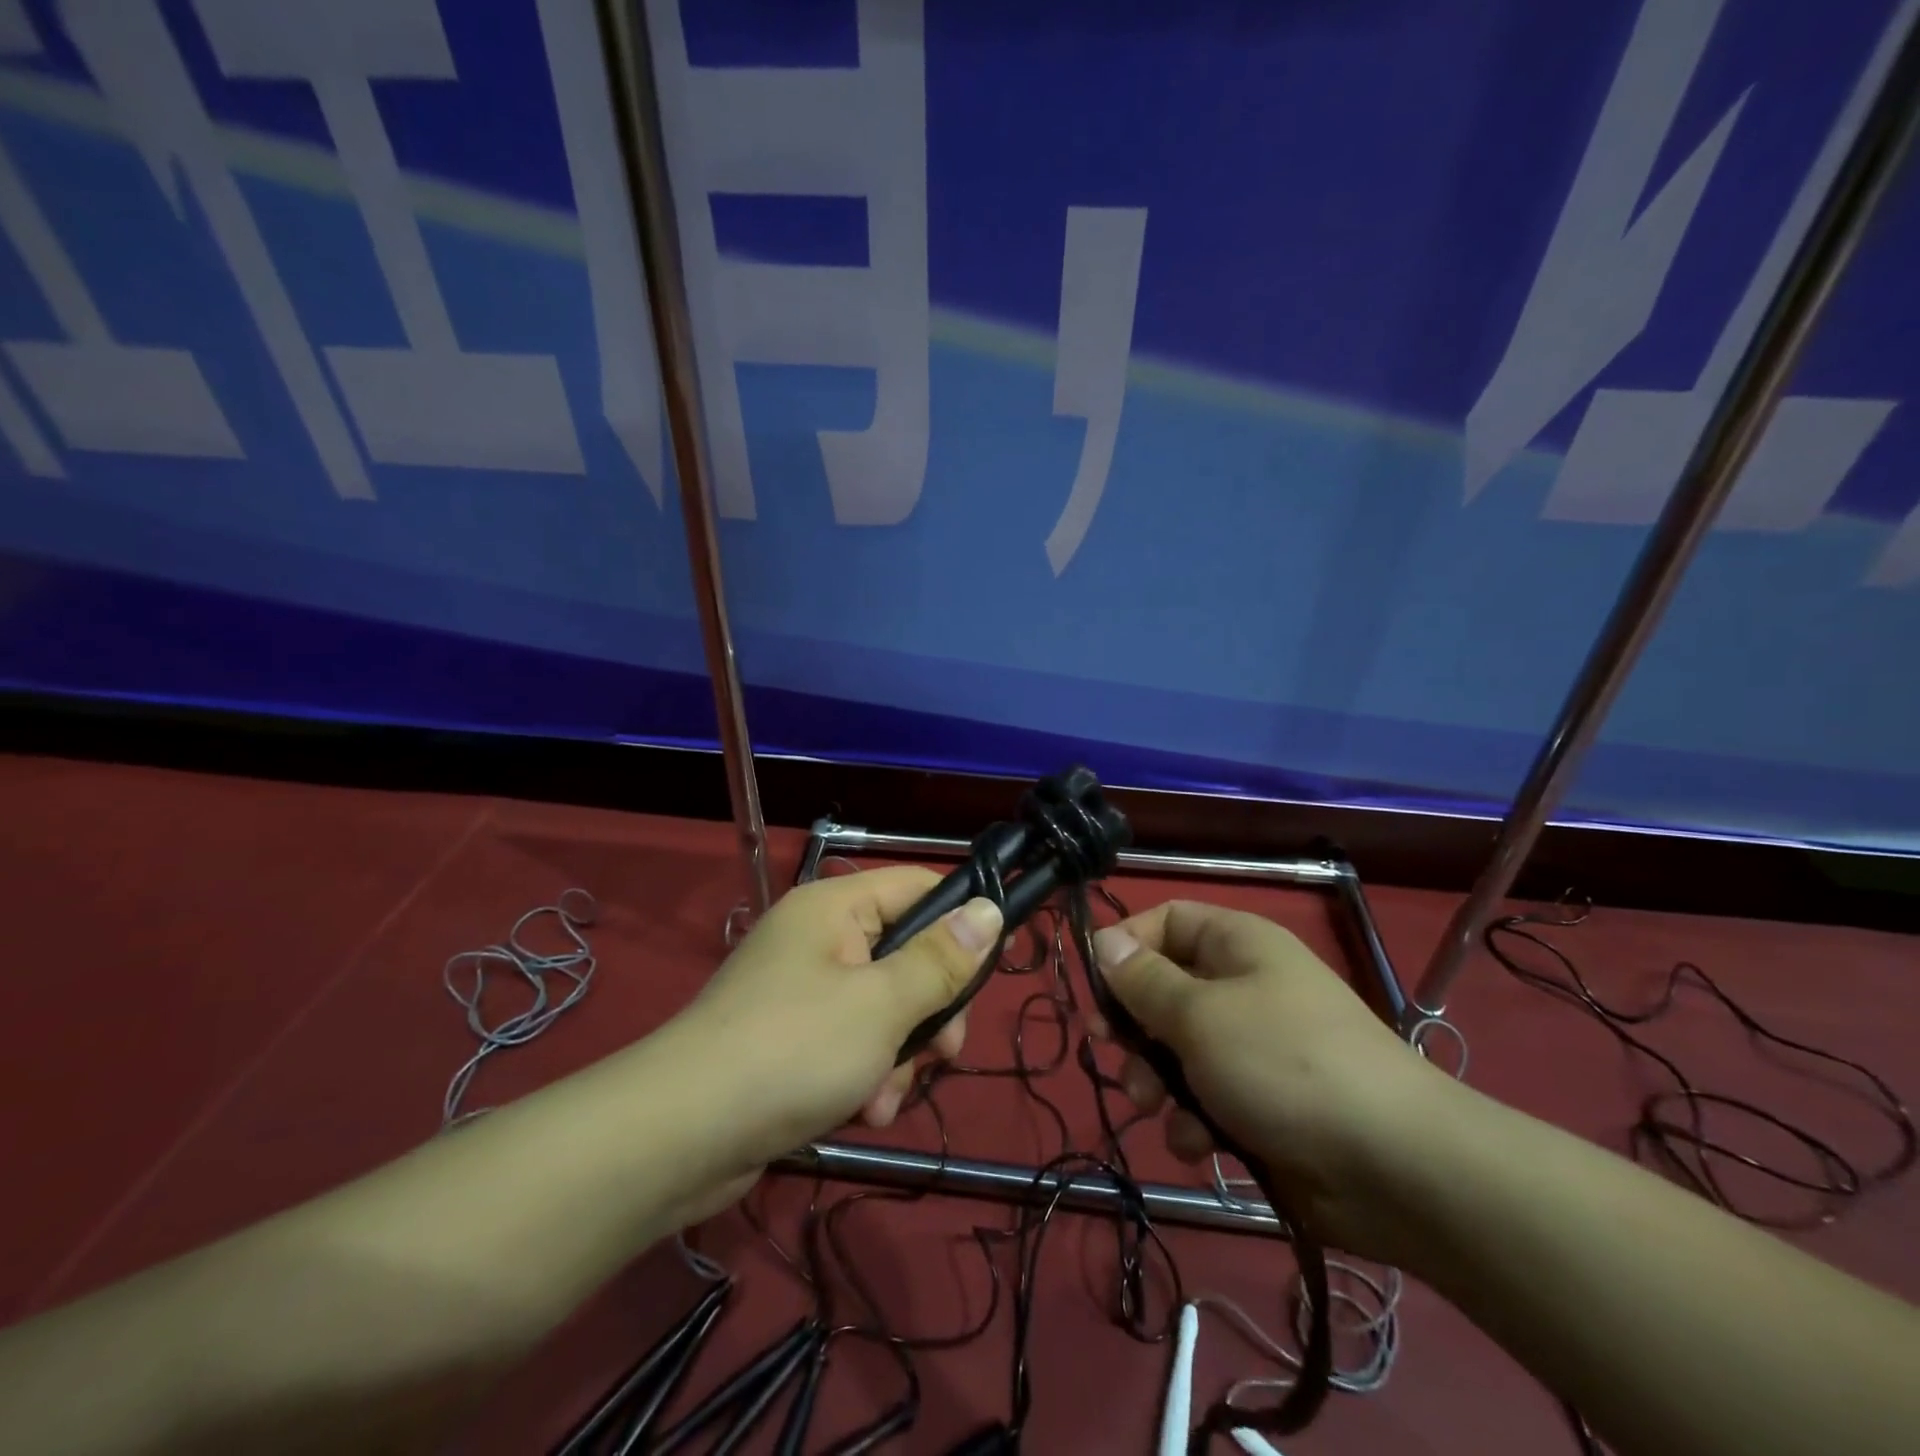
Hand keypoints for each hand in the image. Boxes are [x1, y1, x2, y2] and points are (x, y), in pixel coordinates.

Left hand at [672, 866, 1002, 1176]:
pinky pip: (852, 1041)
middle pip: (907, 954)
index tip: (999, 962)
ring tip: (884, 1097)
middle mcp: (819, 938)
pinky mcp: (791, 1038)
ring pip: (885, 1007)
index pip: (919, 886)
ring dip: (899, 1054)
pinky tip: (864, 1111)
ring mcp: (802, 989)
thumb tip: (989, 909)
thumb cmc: (792, 1050)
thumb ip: (940, 959)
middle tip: (943, 1053)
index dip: (964, 917)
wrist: (677, 1136)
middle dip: (930, 1010)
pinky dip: (866, 1073)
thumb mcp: (882, 1004)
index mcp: (836, 907)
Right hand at [1093, 900, 1443, 1258]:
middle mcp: (1244, 986)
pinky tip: (1199, 1143)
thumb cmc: (1283, 1063)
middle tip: (1109, 1049)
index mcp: (1236, 944)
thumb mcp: (1198, 1015)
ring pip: (1177, 1050)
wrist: (1395, 1167)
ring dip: (1156, 1080)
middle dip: (1133, 1026)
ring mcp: (1255, 1047)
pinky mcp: (1262, 1103)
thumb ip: (1142, 980)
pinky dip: (1194, 1120)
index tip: (1093, 986)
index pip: (1164, 920)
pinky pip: (1206, 1098)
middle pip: (1164, 989)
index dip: (1125, 946)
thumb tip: (1102, 941)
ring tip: (1155, 1106)